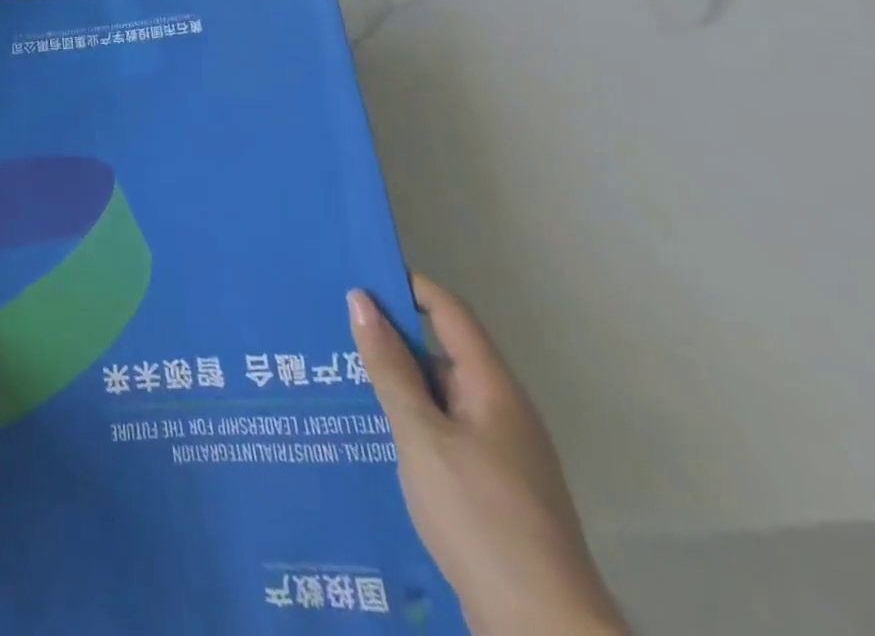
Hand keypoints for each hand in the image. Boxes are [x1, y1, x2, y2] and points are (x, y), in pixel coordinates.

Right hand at [349, 275, 626, 635]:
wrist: (542, 630)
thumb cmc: (479, 515)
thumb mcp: (421, 434)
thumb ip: (389, 367)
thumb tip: (361, 299)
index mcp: (492, 388)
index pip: (449, 312)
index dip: (407, 286)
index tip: (358, 274)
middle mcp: (502, 411)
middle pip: (442, 352)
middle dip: (391, 337)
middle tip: (333, 327)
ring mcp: (501, 454)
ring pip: (440, 397)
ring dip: (397, 383)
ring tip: (340, 377)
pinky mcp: (493, 490)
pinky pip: (444, 433)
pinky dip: (410, 421)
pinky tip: (374, 434)